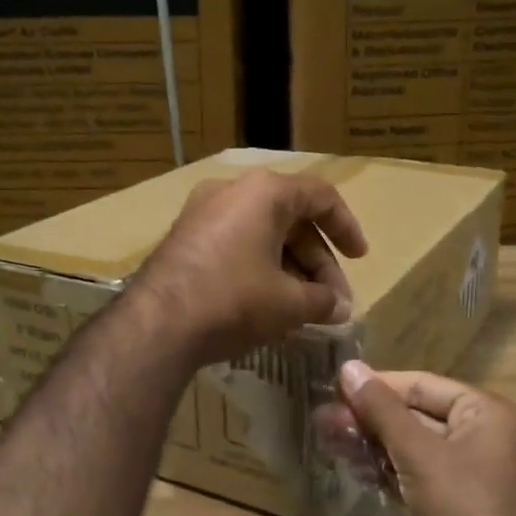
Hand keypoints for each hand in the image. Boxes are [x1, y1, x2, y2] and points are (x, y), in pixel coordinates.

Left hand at [136, 170, 367, 365]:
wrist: (157, 324)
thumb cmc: (234, 300)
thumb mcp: (288, 303)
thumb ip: (322, 301)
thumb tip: (340, 308)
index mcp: (264, 192)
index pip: (320, 196)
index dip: (346, 227)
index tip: (359, 258)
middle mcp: (231, 191)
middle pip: (290, 218)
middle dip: (316, 261)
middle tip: (332, 300)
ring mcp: (202, 213)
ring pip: (261, 233)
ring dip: (289, 267)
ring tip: (305, 308)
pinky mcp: (184, 238)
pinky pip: (235, 244)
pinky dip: (259, 267)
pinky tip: (269, 303)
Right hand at [337, 363, 515, 515]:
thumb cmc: (465, 510)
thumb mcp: (420, 453)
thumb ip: (382, 409)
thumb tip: (349, 366)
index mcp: (485, 414)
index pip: (422, 384)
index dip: (377, 384)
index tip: (332, 386)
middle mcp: (479, 439)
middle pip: (415, 416)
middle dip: (368, 416)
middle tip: (321, 417)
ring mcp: (465, 477)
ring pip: (409, 448)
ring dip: (370, 443)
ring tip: (326, 437)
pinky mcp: (450, 509)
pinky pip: (411, 477)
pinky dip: (383, 470)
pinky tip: (351, 467)